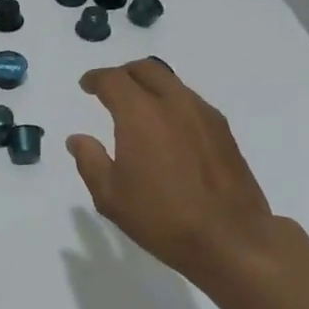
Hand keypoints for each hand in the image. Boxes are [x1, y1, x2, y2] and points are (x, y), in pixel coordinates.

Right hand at [67, 59, 285, 283]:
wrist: (231, 238)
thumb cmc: (162, 218)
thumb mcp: (111, 196)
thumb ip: (90, 161)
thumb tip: (78, 139)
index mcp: (140, 114)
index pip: (113, 80)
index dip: (95, 79)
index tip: (86, 86)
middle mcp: (173, 103)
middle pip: (146, 69)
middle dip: (123, 73)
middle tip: (110, 89)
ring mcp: (203, 114)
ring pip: (171, 82)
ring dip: (150, 86)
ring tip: (139, 108)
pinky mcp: (223, 130)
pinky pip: (190, 101)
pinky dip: (172, 102)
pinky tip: (168, 128)